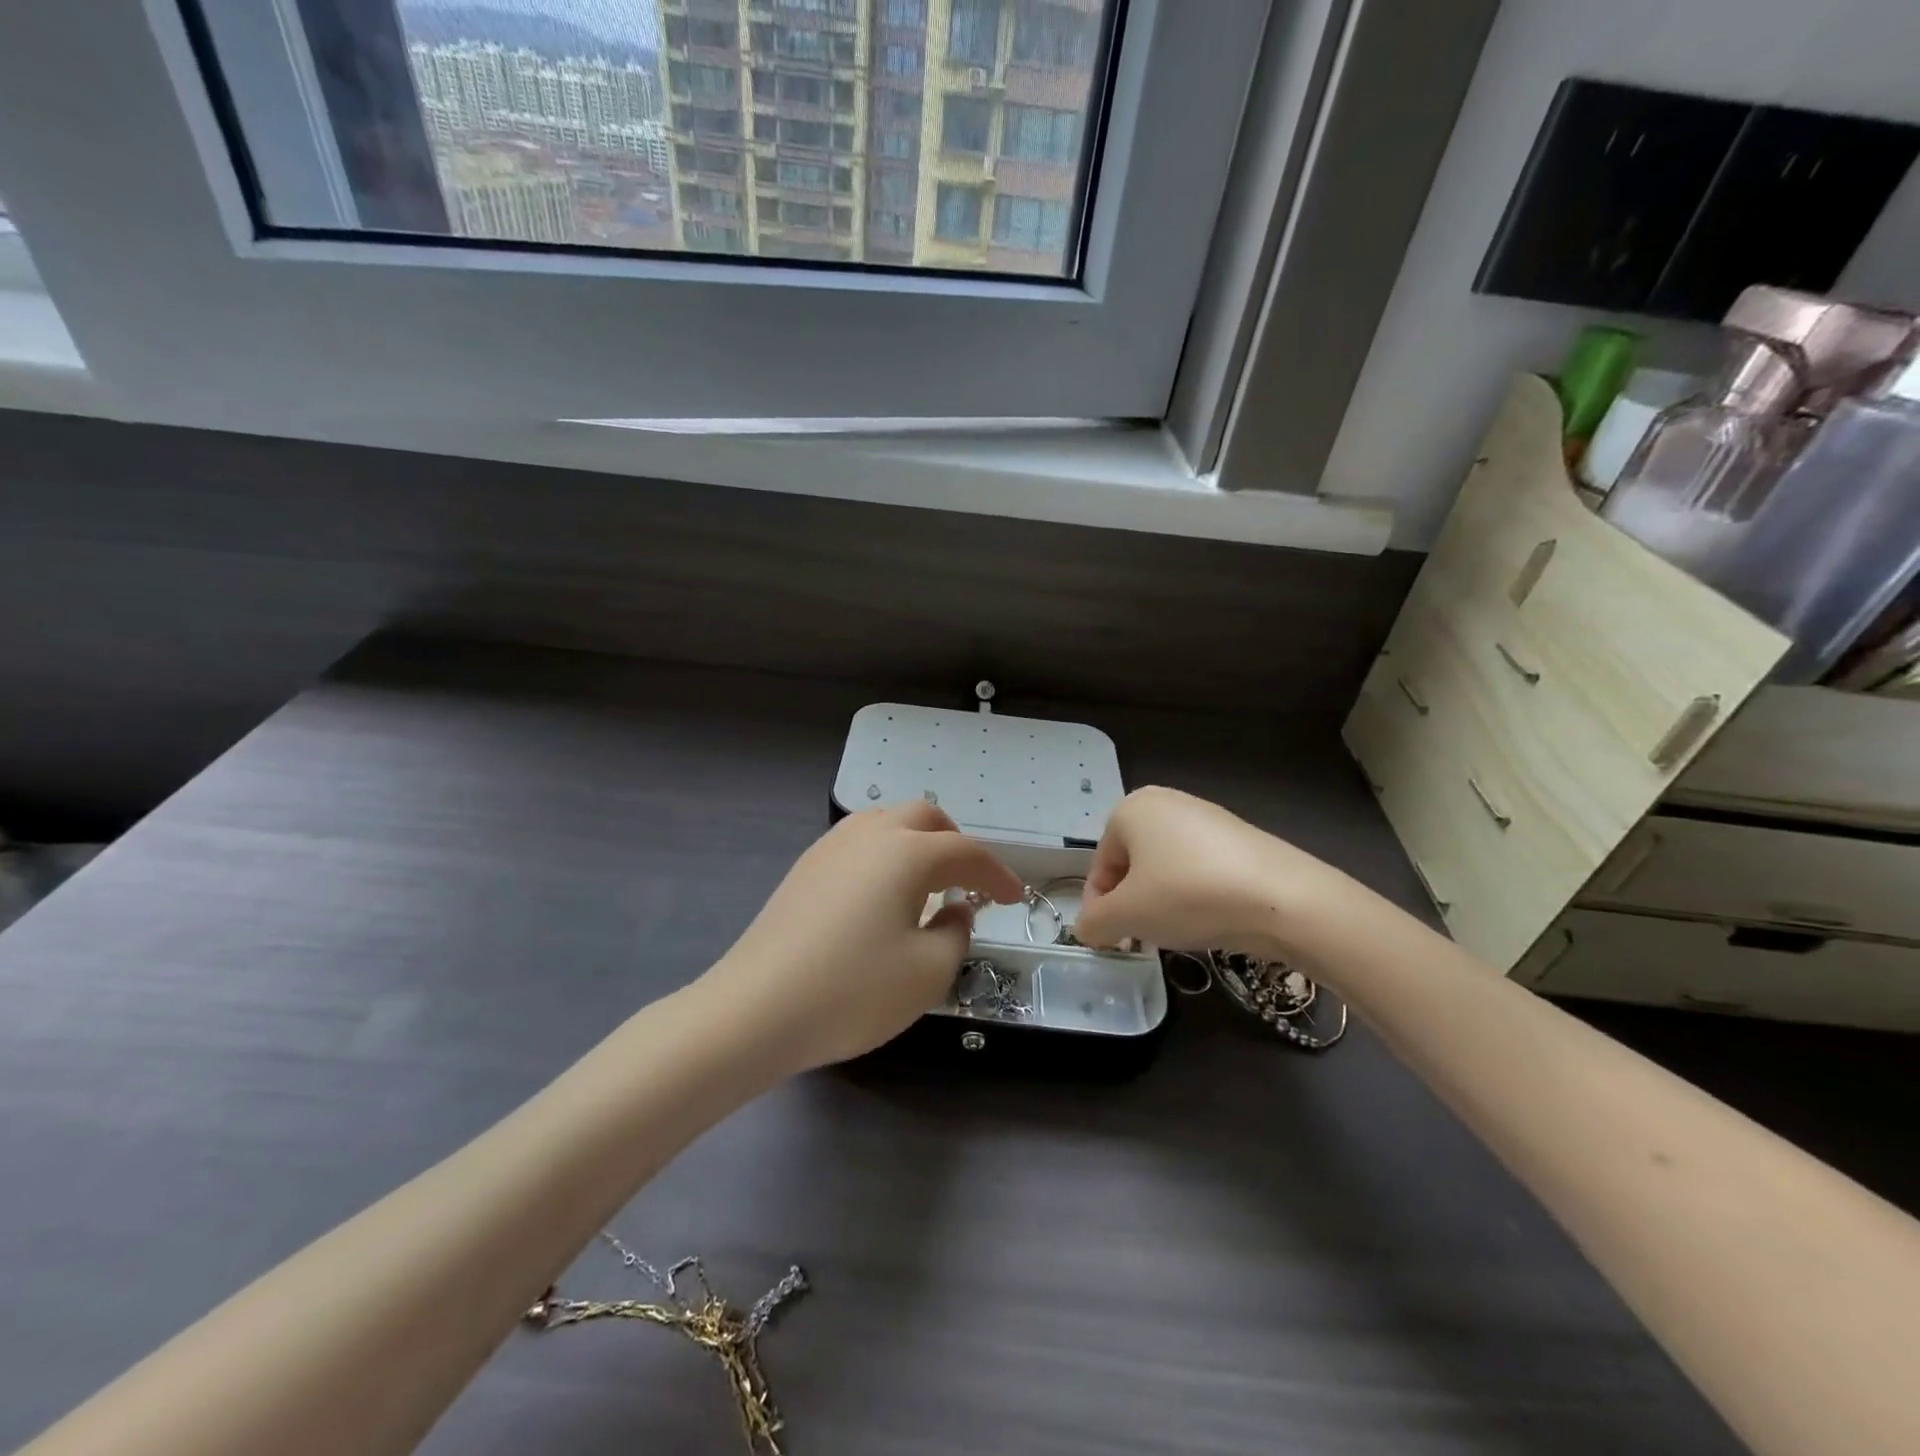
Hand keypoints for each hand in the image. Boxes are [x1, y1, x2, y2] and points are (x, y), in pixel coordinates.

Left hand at [705, 801, 1024, 1072]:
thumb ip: (955, 934)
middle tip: (970, 880)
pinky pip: (858, 841)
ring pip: (886, 821)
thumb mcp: (927, 972)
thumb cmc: (853, 991)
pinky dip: (885, 853)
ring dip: (917, 841)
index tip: (1015, 897)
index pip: (966, 852)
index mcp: (907, 853)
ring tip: (927, 881)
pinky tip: (881, 892)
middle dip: (955, 842)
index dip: (997, 873)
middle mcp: (870, 835)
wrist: (755, 1009)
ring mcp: (830, 847)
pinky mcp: (804, 867)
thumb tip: (955, 910)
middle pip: (924, 817)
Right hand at [1074, 787, 1349, 957]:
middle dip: (1132, 903)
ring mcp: (1206, 815)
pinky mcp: (1239, 836)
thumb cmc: (1188, 895)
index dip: (1099, 909)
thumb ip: (1094, 923)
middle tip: (1143, 937)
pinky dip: (1194, 894)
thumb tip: (1088, 928)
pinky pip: (1199, 868)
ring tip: (1179, 930)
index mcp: (1130, 809)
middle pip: (1132, 865)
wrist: (1283, 898)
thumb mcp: (1127, 916)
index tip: (1111, 941)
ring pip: (1165, 868)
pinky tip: (1210, 918)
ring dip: (1162, 901)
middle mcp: (1165, 801)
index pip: (1100, 867)